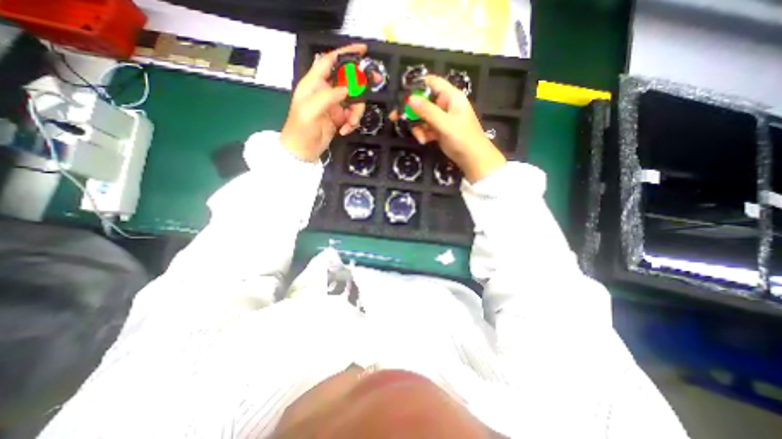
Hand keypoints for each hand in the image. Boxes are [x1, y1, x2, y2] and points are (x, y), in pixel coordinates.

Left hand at [280, 44, 368, 162]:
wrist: (302, 151)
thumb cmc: (301, 129)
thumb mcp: (311, 111)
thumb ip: (328, 97)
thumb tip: (347, 89)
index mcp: (314, 83)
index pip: (330, 61)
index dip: (345, 53)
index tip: (363, 51)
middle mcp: (325, 91)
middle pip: (348, 82)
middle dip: (358, 89)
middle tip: (370, 91)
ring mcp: (333, 105)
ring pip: (353, 101)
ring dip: (355, 114)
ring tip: (349, 125)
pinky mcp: (339, 118)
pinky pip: (352, 115)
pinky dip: (352, 123)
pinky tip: (344, 131)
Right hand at [390, 73, 507, 181]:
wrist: (472, 159)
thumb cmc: (463, 138)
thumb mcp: (445, 124)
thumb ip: (427, 111)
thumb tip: (409, 99)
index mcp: (451, 97)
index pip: (432, 83)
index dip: (417, 86)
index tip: (402, 94)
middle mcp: (445, 105)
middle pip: (423, 101)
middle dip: (411, 110)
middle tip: (395, 117)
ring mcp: (442, 118)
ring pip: (422, 117)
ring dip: (417, 126)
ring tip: (419, 137)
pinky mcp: (439, 130)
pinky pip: (426, 128)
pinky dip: (422, 134)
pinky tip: (423, 141)